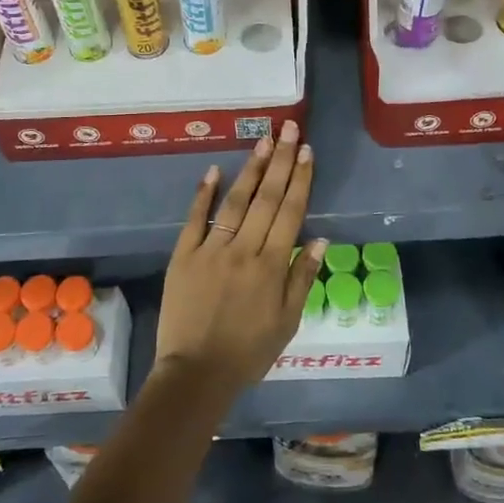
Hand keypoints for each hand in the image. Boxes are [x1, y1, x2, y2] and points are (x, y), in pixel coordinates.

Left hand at [153, 119, 326, 400]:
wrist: (196, 374)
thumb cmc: (248, 352)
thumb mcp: (287, 322)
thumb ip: (302, 278)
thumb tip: (320, 238)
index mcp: (270, 266)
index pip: (289, 212)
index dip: (300, 179)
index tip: (306, 151)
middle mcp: (243, 249)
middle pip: (265, 198)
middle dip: (279, 160)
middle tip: (288, 128)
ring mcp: (211, 249)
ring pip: (235, 201)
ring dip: (250, 169)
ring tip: (262, 140)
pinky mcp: (184, 255)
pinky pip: (195, 219)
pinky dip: (204, 193)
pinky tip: (214, 170)